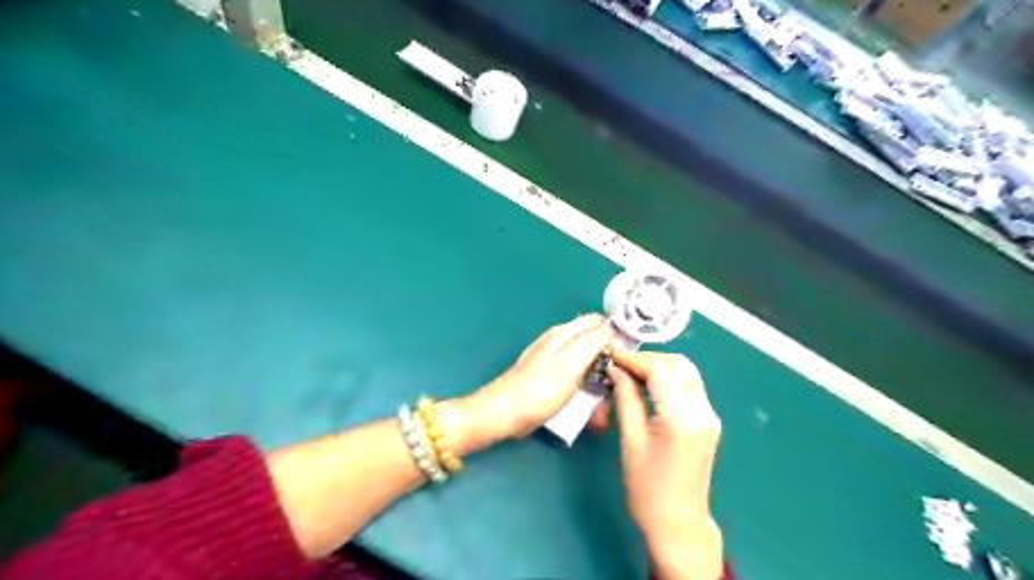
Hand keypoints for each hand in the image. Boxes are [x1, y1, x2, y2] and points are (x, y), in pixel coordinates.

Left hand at [465, 315, 607, 441]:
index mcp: (565, 333)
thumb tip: (611, 328)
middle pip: (594, 345)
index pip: (599, 323)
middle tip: (615, 391)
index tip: (628, 360)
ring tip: (602, 412)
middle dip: (608, 366)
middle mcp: (560, 342)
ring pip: (587, 367)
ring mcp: (554, 361)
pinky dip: (585, 395)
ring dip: (598, 387)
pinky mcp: (550, 379)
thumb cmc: (540, 388)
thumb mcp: (571, 362)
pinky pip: (576, 382)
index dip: (616, 337)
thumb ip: (593, 341)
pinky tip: (590, 414)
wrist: (505, 414)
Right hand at [609, 349, 720, 579]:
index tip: (612, 356)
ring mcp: (709, 415)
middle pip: (678, 365)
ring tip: (632, 374)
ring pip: (687, 373)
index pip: (659, 371)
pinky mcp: (709, 422)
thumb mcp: (630, 440)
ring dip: (660, 367)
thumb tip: (616, 370)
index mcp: (681, 417)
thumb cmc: (647, 488)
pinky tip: (649, 387)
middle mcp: (702, 410)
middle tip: (621, 366)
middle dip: (649, 359)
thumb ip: (626, 399)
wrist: (678, 524)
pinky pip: (690, 387)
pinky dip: (670, 380)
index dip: (634, 359)